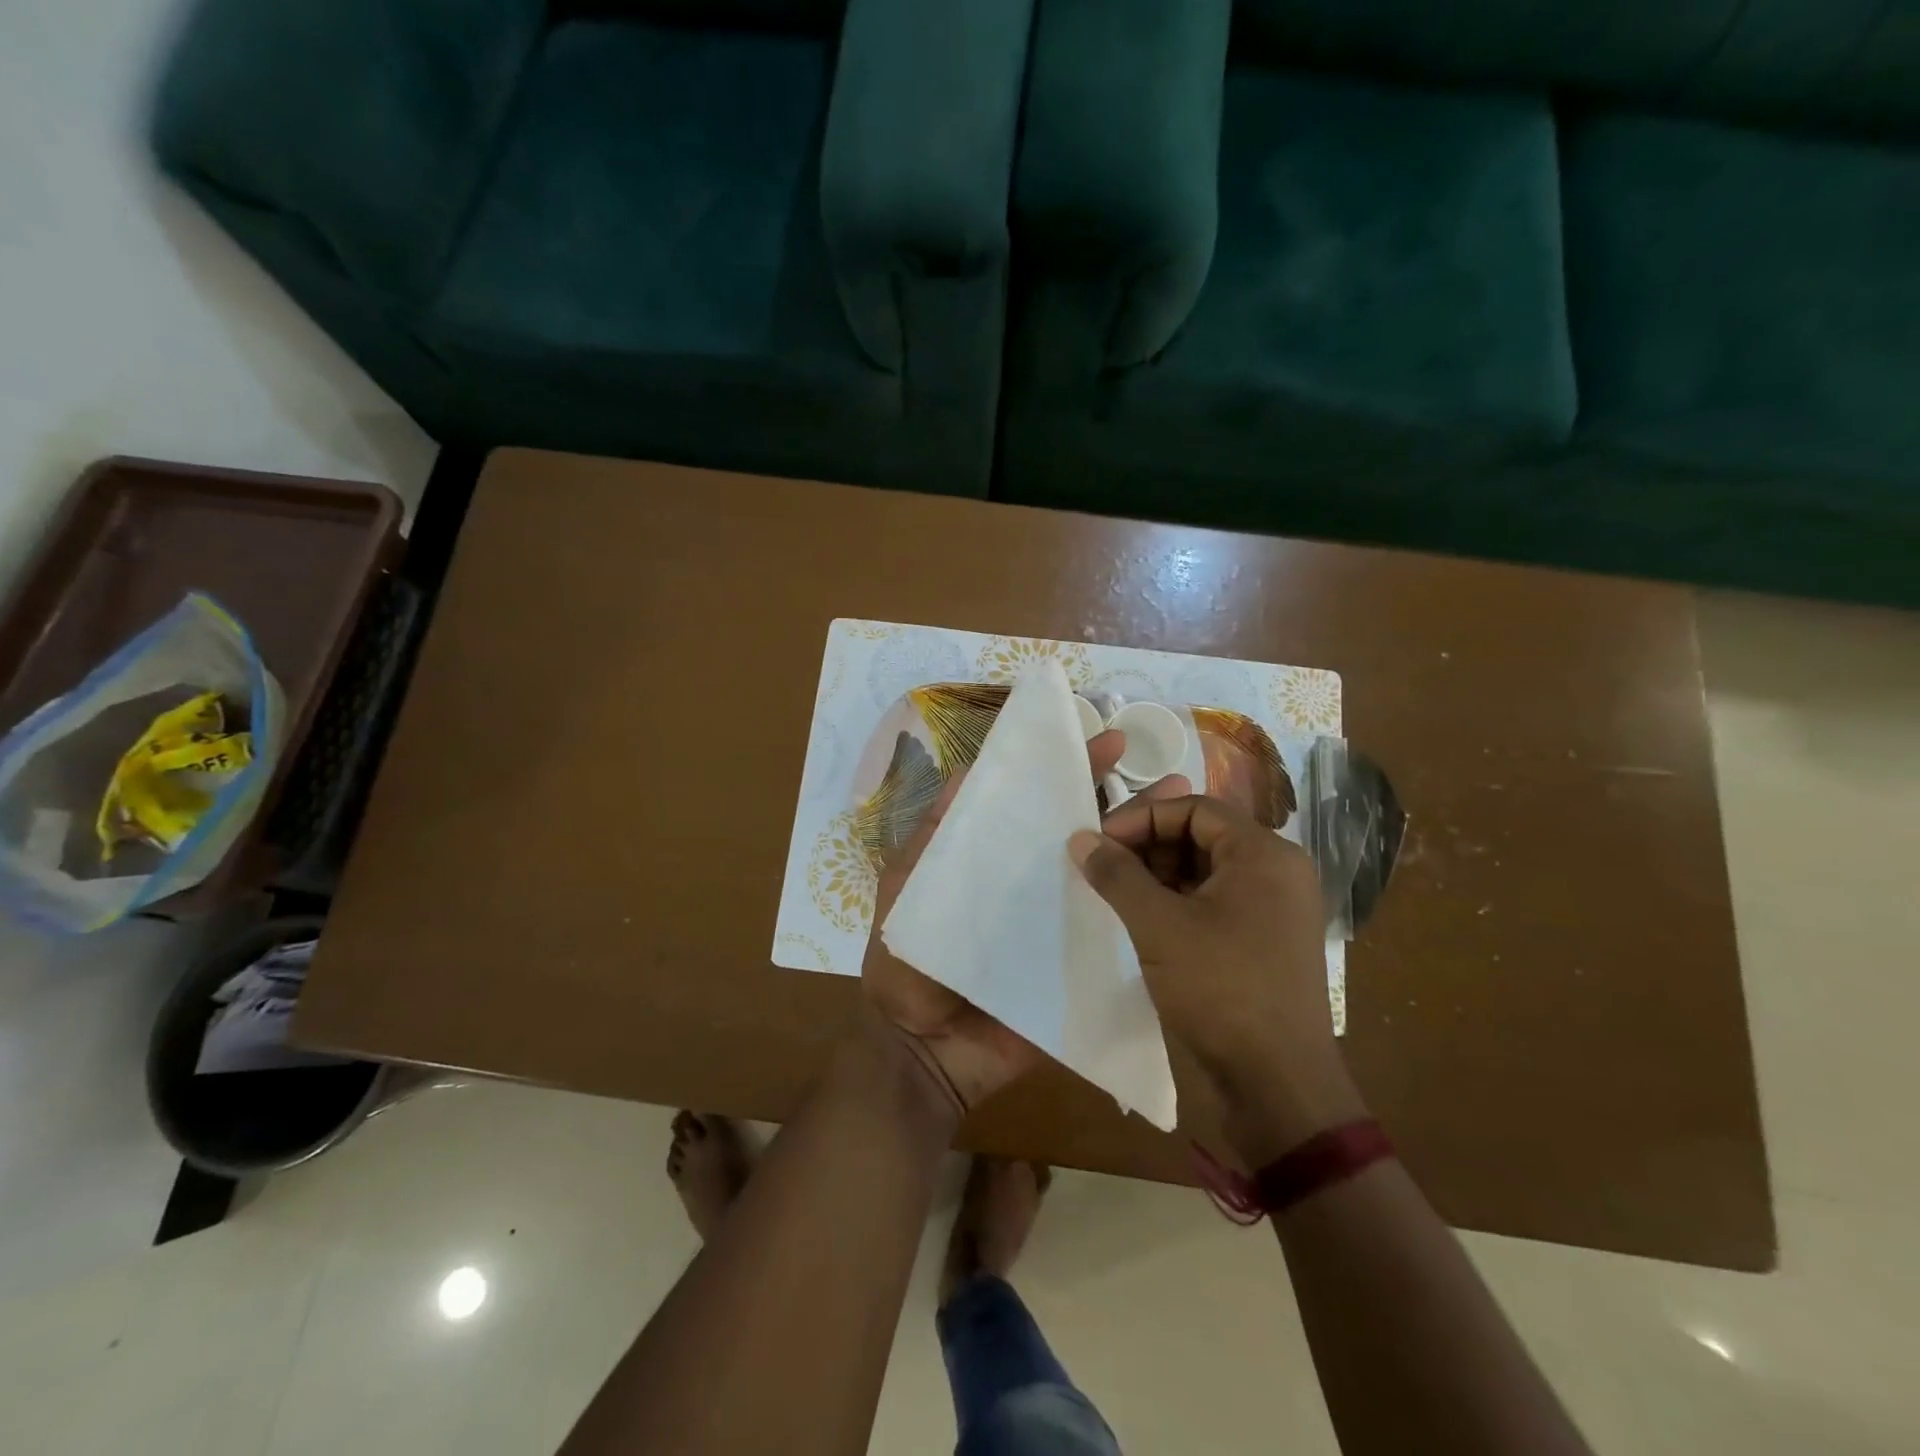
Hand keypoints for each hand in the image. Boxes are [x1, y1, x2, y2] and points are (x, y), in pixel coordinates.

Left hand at [862, 728, 1188, 1115]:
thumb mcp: (907, 887)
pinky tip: (1190, 893)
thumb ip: (934, 836)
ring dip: (1150, 850)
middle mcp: (1037, 887)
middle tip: (1173, 778)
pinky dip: (1151, 917)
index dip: (1070, 772)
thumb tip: (965, 771)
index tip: (1106, 740)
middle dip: (1128, 805)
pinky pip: (1118, 941)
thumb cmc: (905, 964)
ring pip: (1113, 882)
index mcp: (1000, 861)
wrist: (921, 1052)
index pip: (1040, 805)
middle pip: (1087, 838)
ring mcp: (1063, 929)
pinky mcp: (1081, 971)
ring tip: (1192, 819)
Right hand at [1069, 795, 1365, 1163]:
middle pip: (1202, 835)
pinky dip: (1178, 903)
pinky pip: (1216, 902)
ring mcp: (1275, 909)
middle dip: (1148, 846)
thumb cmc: (1221, 991)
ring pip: (1207, 870)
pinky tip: (1145, 922)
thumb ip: (1118, 875)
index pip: (1194, 808)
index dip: (1141, 817)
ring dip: (1159, 875)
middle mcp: (1277, 872)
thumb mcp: (1159, 927)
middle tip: (1104, 869)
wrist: (1279, 1086)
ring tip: (1118, 896)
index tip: (1099, 842)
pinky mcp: (1265, 942)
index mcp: (1264, 854)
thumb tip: (1081, 838)